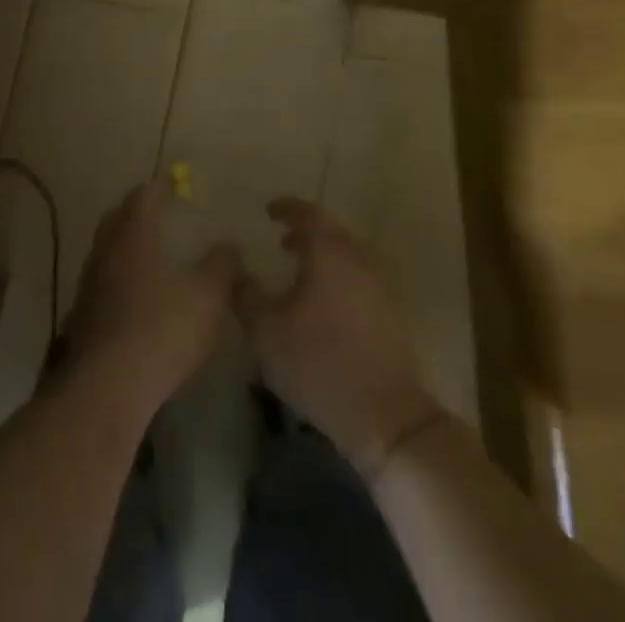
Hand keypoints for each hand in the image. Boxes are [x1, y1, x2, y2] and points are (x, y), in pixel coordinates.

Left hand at [64, 180, 243, 416]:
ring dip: (126, 248)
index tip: (172, 183)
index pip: (143, 196)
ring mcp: (89, 284)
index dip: (159, 187)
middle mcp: (105, 250)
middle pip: (117, 219)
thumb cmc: (162, 328)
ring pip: (107, 252)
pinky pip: (103, 284)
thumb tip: (230, 245)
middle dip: (136, 212)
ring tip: (150, 256)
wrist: (108, 386)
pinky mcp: (83, 318)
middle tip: (157, 213)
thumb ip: (222, 266)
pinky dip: (120, 281)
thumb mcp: (208, 296)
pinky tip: (137, 298)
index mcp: (133, 234)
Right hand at [237, 198, 440, 475]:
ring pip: (347, 254)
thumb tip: (233, 267)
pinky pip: (358, 277)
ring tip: (299, 270)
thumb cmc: (319, 363)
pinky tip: (322, 301)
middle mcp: (357, 257)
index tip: (268, 211)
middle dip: (305, 231)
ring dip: (322, 255)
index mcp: (328, 251)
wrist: (386, 416)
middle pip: (331, 231)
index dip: (286, 209)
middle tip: (282, 241)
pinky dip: (338, 276)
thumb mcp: (266, 331)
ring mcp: (379, 284)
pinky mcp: (390, 312)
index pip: (307, 213)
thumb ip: (245, 293)